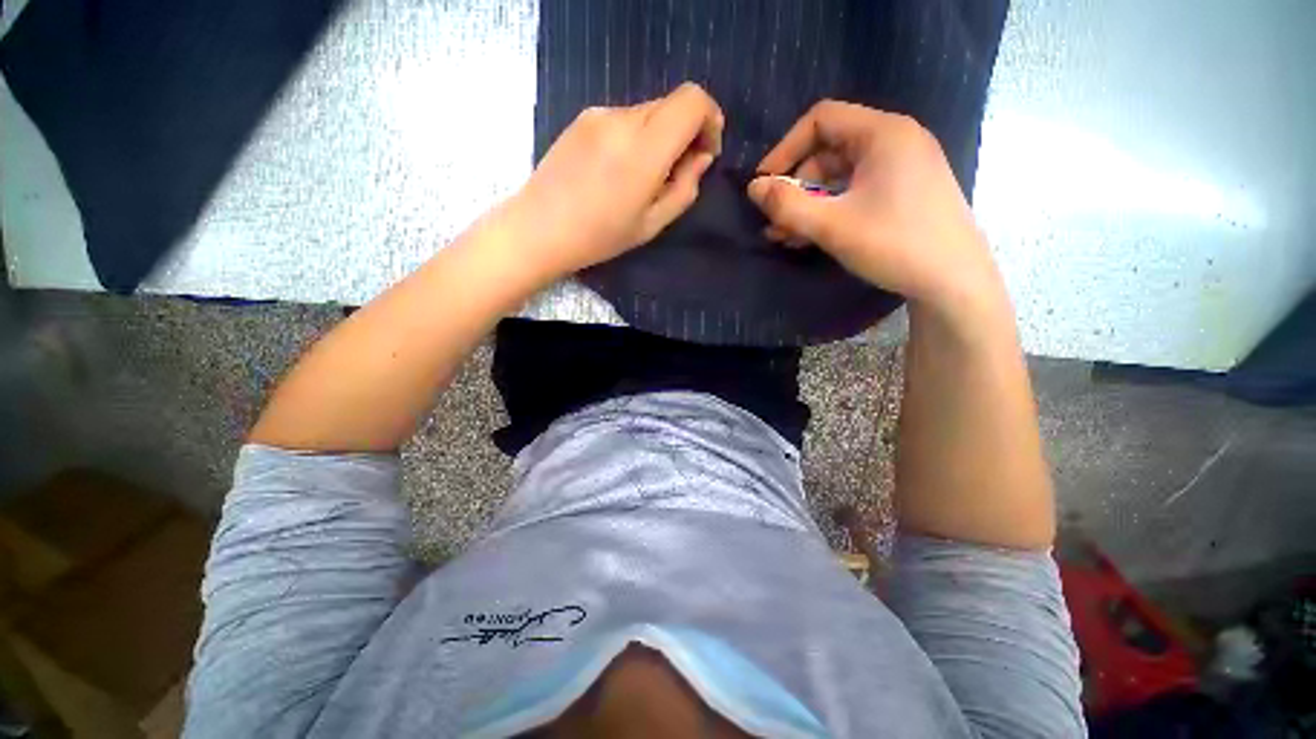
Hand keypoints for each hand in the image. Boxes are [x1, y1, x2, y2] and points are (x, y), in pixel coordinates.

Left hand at [500, 82, 723, 280]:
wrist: (539, 228)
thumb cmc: (599, 236)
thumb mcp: (652, 225)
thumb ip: (685, 188)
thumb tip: (701, 158)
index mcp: (643, 149)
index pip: (692, 101)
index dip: (710, 119)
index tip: (706, 151)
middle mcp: (622, 119)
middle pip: (672, 104)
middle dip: (686, 132)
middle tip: (677, 172)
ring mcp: (599, 114)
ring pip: (648, 111)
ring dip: (660, 137)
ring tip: (644, 177)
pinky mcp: (583, 118)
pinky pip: (625, 118)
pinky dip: (637, 136)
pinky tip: (619, 170)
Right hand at [747, 101, 1002, 317]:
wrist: (953, 282)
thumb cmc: (893, 244)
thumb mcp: (832, 225)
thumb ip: (787, 205)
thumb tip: (753, 188)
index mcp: (883, 133)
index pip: (821, 119)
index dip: (785, 149)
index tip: (764, 184)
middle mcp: (895, 141)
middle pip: (828, 151)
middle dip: (795, 186)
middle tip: (774, 221)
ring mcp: (902, 168)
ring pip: (839, 176)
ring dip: (808, 204)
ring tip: (786, 236)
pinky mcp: (904, 193)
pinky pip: (855, 191)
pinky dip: (830, 210)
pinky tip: (810, 236)